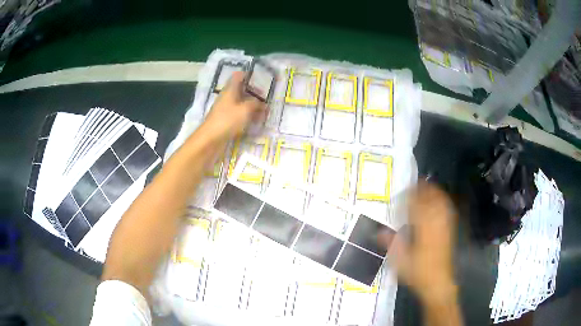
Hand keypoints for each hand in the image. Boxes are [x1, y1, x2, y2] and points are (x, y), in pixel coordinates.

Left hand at [204, 71, 267, 139]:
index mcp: (230, 89)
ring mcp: (226, 109)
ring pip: (241, 103)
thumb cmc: (227, 120)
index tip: (260, 79)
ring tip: (264, 111)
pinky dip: (247, 115)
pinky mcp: (226, 120)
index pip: (238, 76)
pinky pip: (239, 114)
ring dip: (252, 106)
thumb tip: (263, 103)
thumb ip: (256, 104)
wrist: (210, 139)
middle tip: (266, 98)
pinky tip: (256, 121)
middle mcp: (227, 97)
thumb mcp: (245, 109)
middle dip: (254, 93)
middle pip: (241, 90)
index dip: (249, 75)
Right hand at [381, 182, 457, 304]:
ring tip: (424, 189)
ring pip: (440, 201)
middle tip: (412, 185)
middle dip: (423, 189)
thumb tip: (378, 231)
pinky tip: (438, 201)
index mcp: (423, 229)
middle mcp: (435, 223)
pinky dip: (442, 201)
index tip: (403, 191)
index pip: (417, 204)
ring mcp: (445, 225)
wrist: (438, 282)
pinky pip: (447, 209)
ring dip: (433, 192)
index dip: (410, 195)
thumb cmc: (417, 272)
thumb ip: (390, 243)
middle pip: (431, 198)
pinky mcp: (449, 230)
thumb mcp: (399, 261)